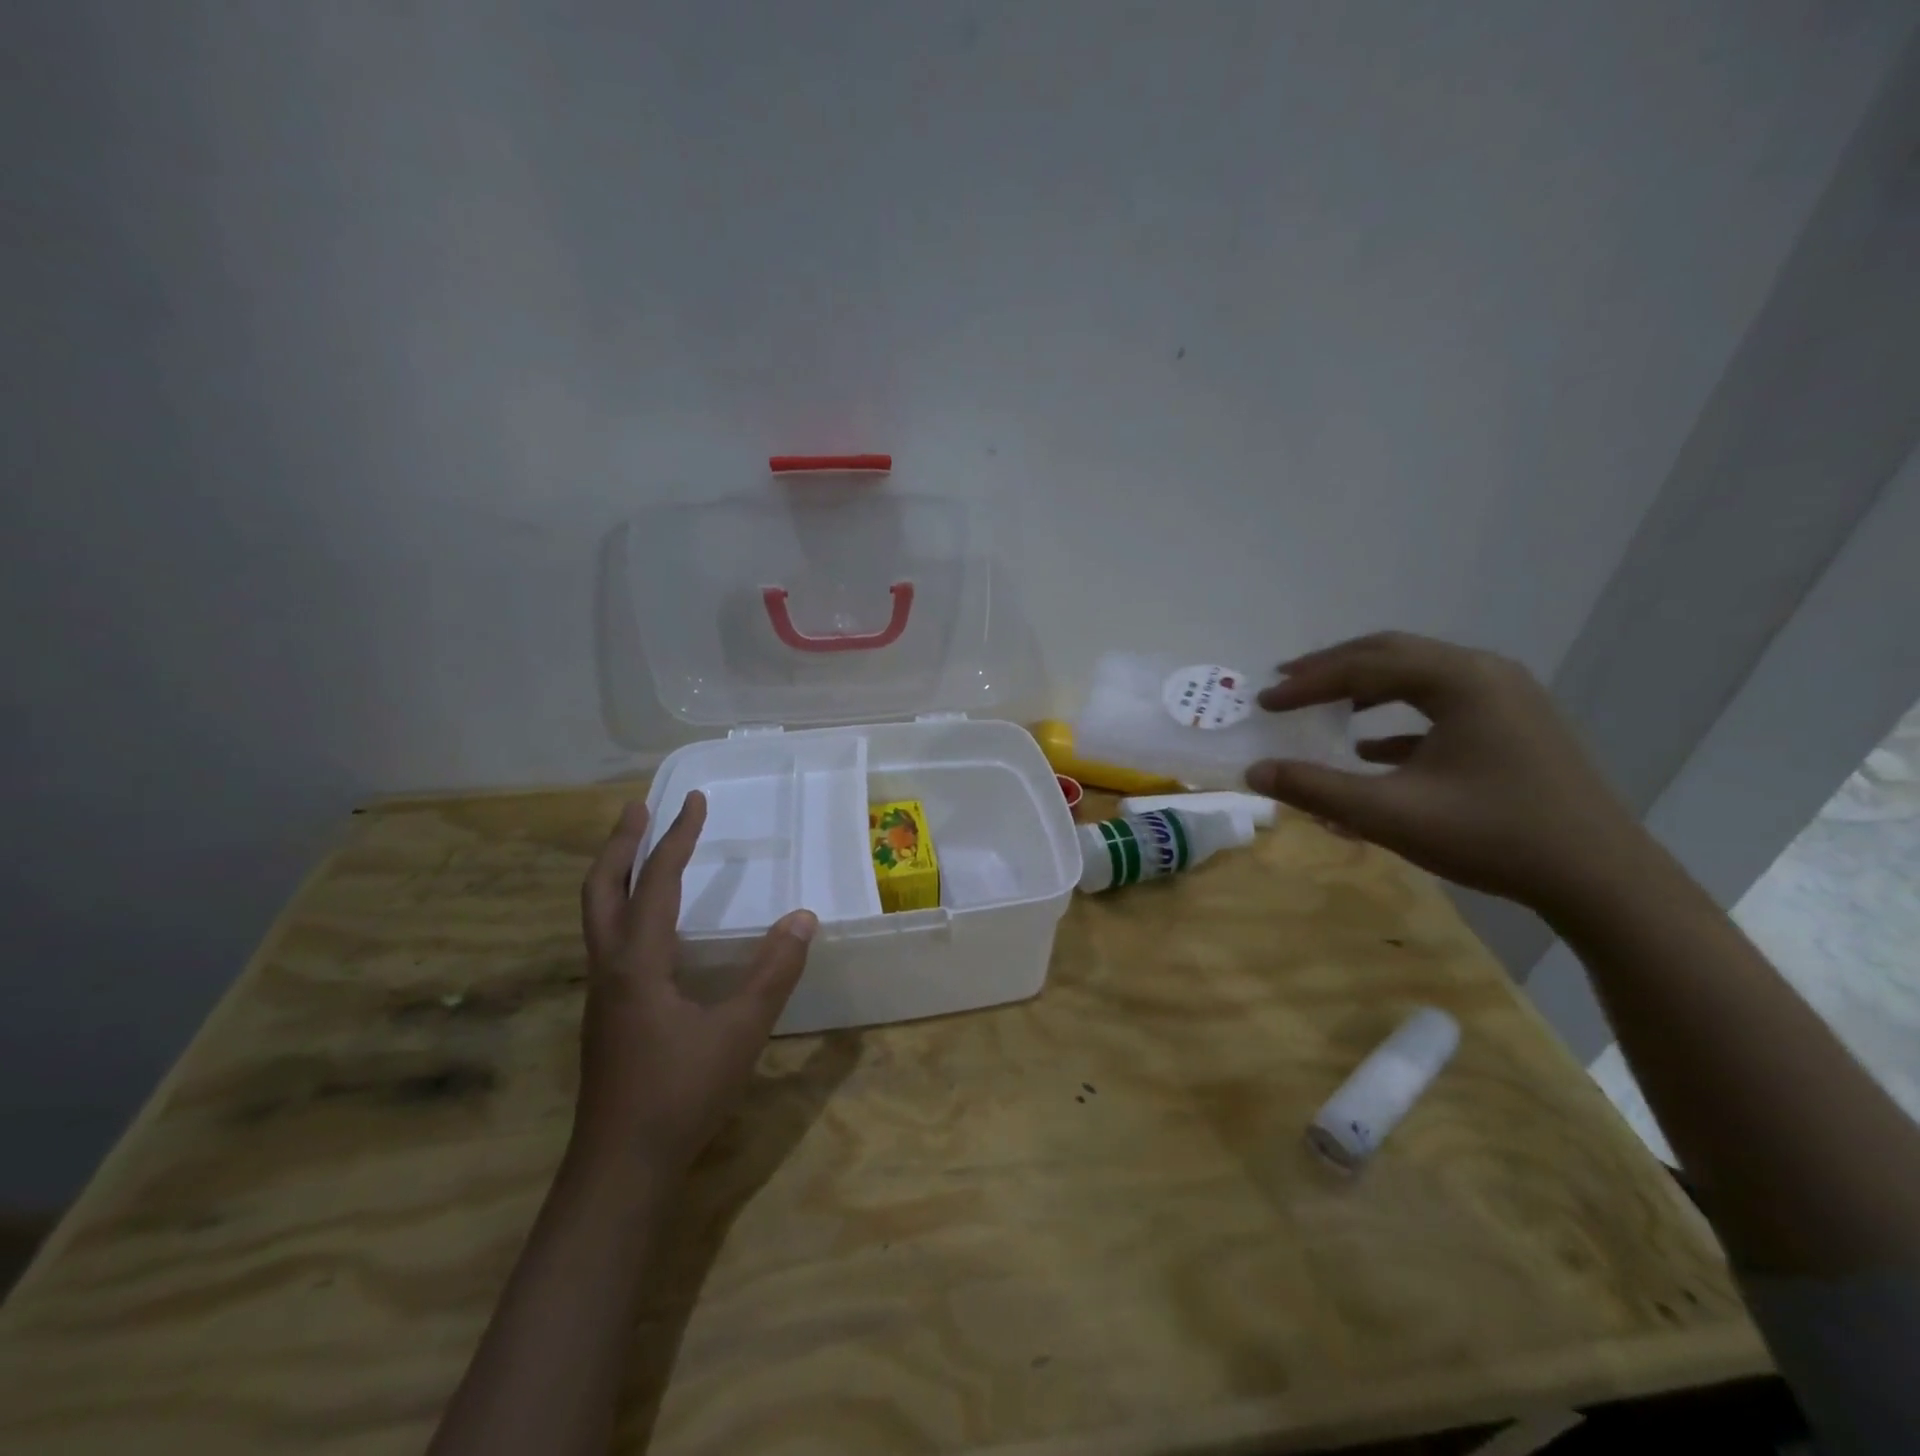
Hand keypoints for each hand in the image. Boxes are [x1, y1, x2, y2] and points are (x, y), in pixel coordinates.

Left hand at [573, 792, 816, 1180]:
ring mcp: (602, 993)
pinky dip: (623, 908)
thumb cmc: (680, 1094)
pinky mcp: (608, 1014)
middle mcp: (610, 968)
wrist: (620, 1168)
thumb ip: (772, 973)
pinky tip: (649, 924)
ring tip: (639, 850)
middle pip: (601, 889)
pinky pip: (608, 940)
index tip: (695, 801)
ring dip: (616, 874)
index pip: (656, 882)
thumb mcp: (739, 1031)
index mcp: (637, 963)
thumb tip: (802, 917)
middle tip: (638, 808)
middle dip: (620, 844)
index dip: (677, 838)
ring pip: (597, 916)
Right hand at [1245, 632, 1649, 912]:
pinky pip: (1442, 706)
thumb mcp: (1390, 815)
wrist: (1601, 879)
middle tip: (1284, 685)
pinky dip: (1397, 719)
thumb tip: (1255, 771)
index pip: (1364, 665)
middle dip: (1332, 670)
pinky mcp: (1515, 726)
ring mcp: (1507, 698)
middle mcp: (1485, 674)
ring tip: (1321, 705)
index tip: (1264, 701)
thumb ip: (1316, 789)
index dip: (1307, 683)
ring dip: (1363, 689)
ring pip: (1417, 677)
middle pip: (1391, 655)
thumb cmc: (1492, 836)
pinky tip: (1371, 748)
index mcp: (1460, 681)